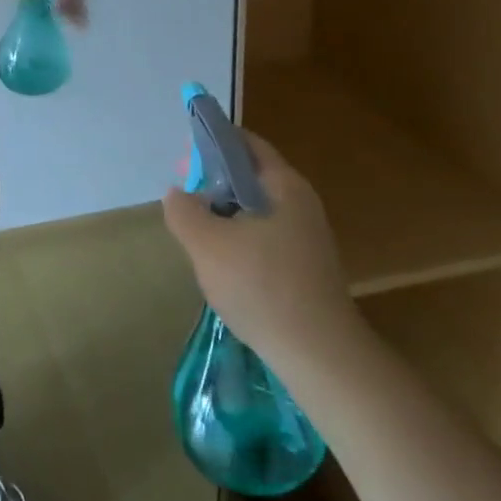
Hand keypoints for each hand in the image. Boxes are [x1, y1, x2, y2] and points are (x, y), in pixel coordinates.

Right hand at [161, 130, 359, 374]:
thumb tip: (178, 194)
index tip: (185, 159)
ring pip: (256, 210)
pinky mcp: (307, 269)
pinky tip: (223, 265)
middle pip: (251, 176)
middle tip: (184, 197)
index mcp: (284, 185)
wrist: (321, 357)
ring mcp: (307, 238)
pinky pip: (266, 238)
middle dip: (215, 182)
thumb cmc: (262, 287)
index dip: (213, 142)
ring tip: (197, 233)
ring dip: (225, 213)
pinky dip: (240, 239)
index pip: (246, 143)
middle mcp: (301, 203)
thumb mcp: (207, 244)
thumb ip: (184, 211)